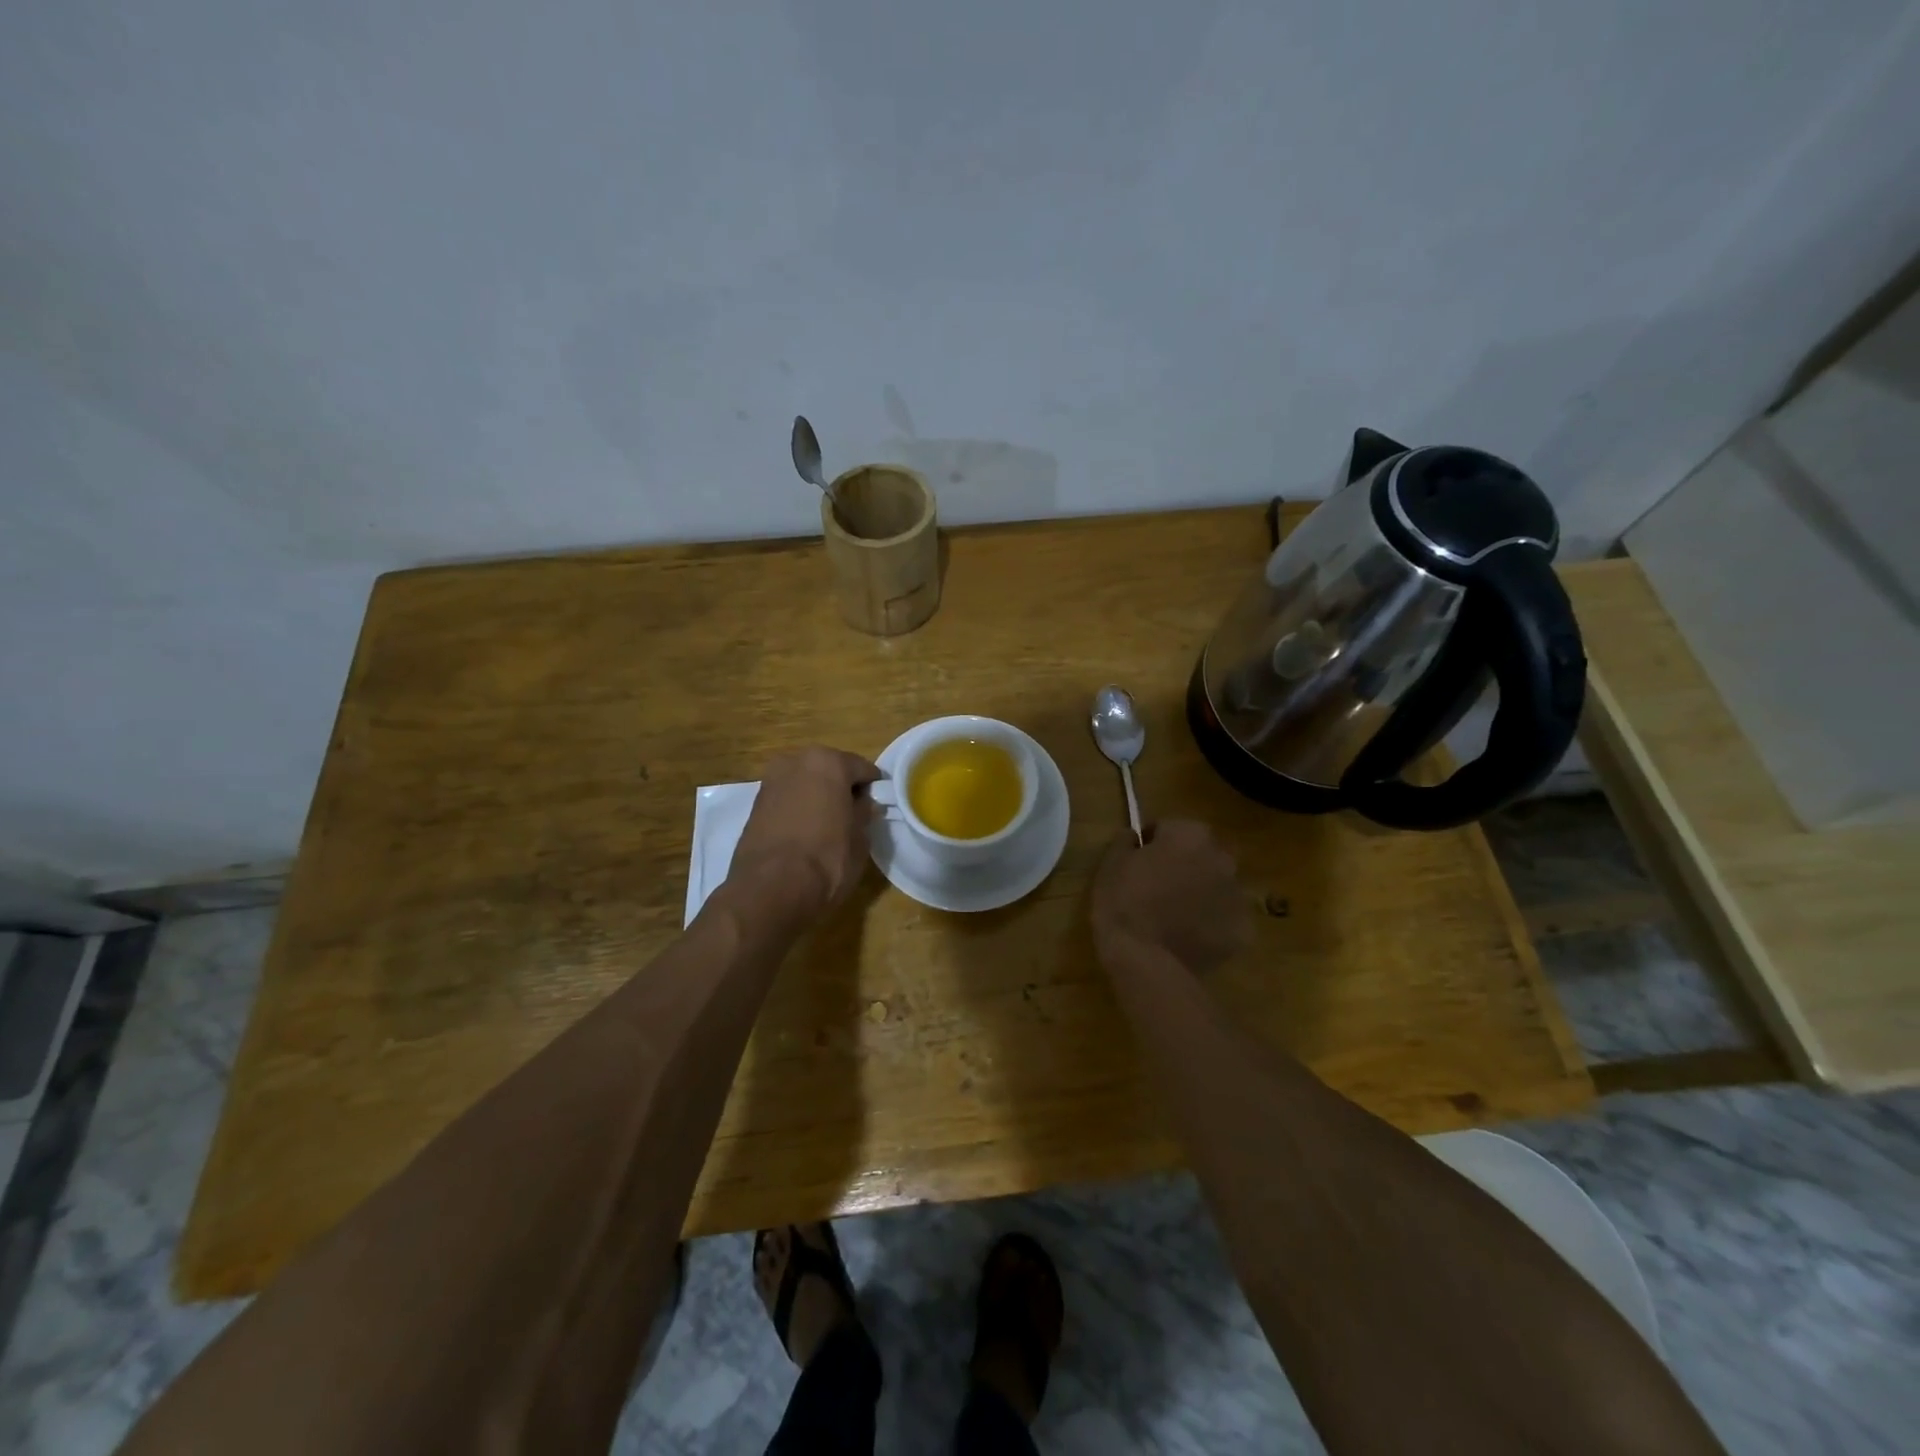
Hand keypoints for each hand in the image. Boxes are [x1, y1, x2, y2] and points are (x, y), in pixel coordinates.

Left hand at [730, 746, 880, 920]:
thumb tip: (865, 804)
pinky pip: (787, 798)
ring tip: (827, 825)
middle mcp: (797, 761)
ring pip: (805, 782)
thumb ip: (864, 813)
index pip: (862, 768)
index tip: (877, 806)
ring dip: (817, 796)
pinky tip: (804, 832)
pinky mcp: (755, 803)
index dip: (873, 788)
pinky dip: (797, 808)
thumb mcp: (860, 838)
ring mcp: (771, 780)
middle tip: (852, 814)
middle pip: (829, 769)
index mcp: (829, 762)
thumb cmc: (827, 859)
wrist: (770, 889)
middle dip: (841, 788)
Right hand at [1091, 820, 1251, 972]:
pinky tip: (1188, 937)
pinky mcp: (1243, 930)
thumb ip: (1125, 841)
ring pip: (1217, 886)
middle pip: (1201, 854)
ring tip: (1173, 916)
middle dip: (1184, 864)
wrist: (1145, 960)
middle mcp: (1222, 858)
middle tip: (1158, 887)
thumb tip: (1134, 835)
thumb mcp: (1110, 864)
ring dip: (1200, 893)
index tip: (1138, 861)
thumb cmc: (1123, 903)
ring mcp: (1237, 896)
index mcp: (1190, 835)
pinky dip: (1211, 924)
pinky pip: (1225, 919)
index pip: (1169, 828)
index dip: (1151, 843)